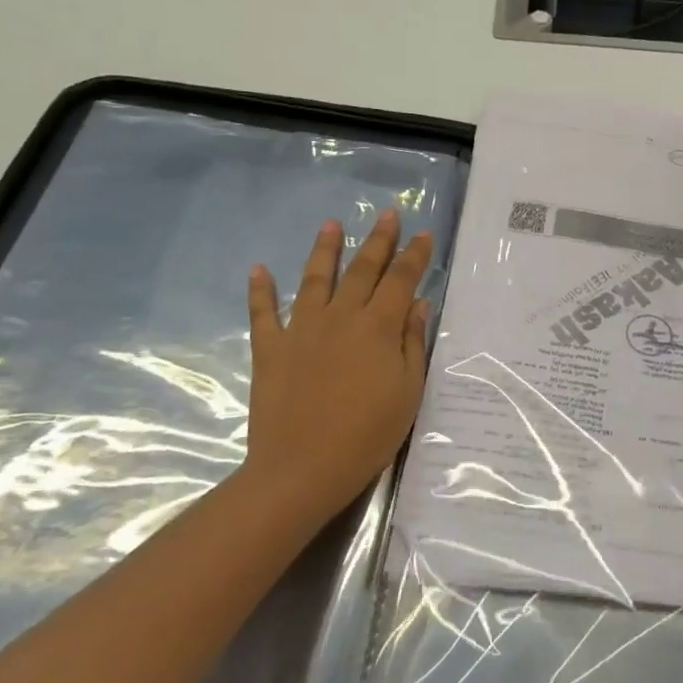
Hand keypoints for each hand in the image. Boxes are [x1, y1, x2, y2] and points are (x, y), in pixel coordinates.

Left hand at [241, 210, 433, 518]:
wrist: (302, 468)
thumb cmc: (367, 434)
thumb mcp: (407, 391)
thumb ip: (411, 342)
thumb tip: (417, 302)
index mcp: (378, 327)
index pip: (401, 280)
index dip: (415, 256)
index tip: (424, 234)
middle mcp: (340, 317)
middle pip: (362, 269)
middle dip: (378, 240)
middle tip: (387, 214)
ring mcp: (301, 330)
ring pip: (315, 279)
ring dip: (324, 249)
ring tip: (330, 224)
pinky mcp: (270, 348)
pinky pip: (263, 313)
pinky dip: (260, 290)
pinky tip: (259, 269)